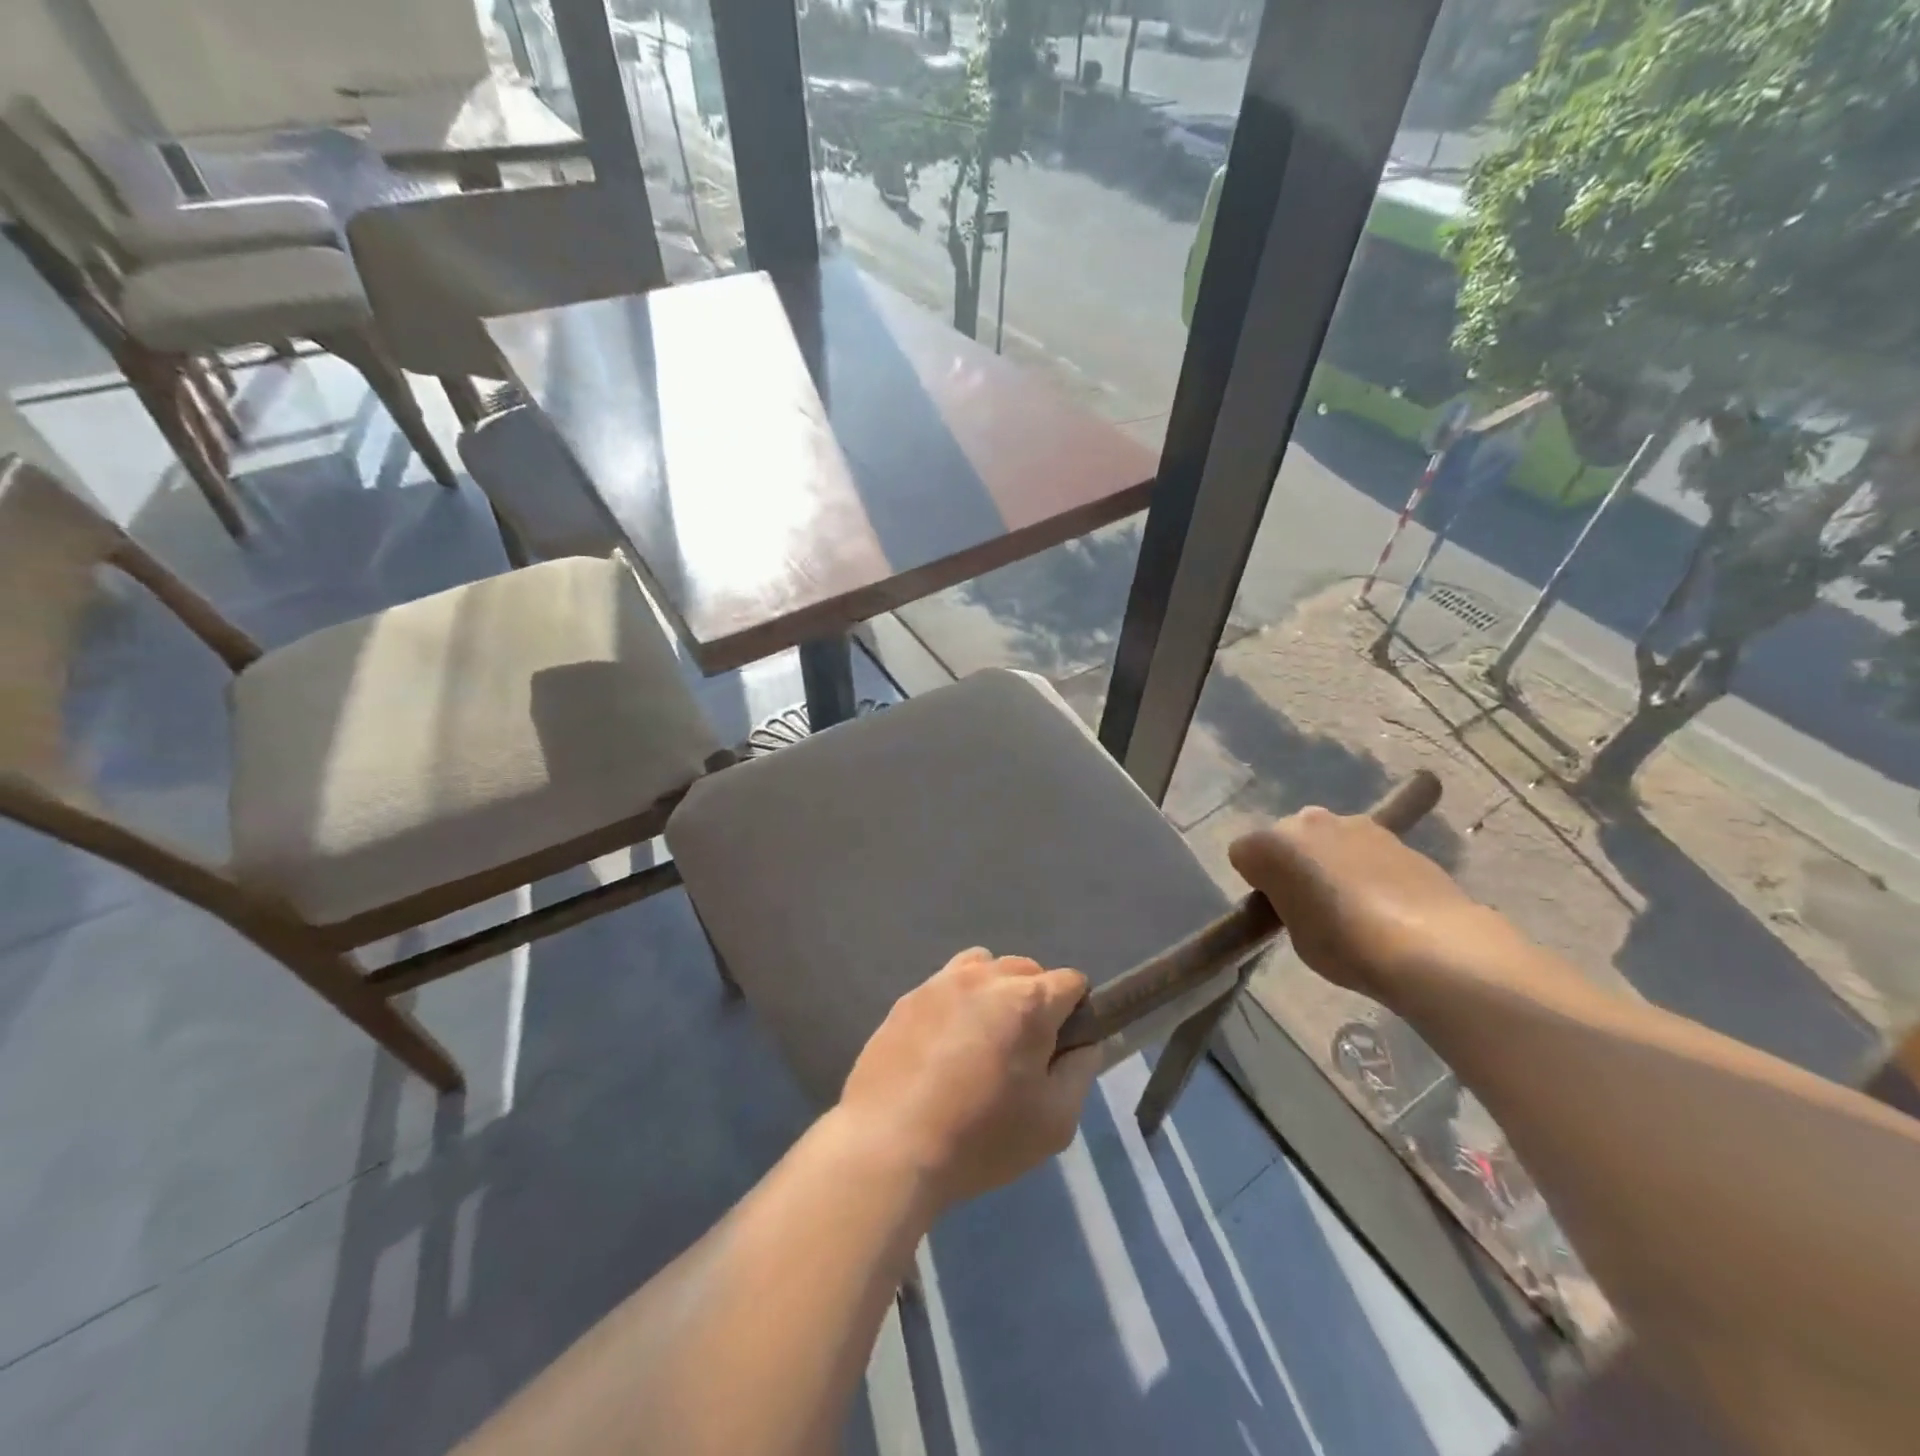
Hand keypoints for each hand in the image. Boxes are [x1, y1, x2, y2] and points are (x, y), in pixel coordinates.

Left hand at [838, 948, 1102, 1208]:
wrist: (889, 1146)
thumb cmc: (981, 1138)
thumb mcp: (1055, 1121)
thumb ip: (1080, 1071)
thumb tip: (1084, 1042)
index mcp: (1028, 1001)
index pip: (1071, 982)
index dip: (1076, 1013)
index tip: (1062, 1050)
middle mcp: (985, 976)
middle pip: (1027, 970)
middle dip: (1034, 1001)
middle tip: (1021, 1052)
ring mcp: (940, 982)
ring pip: (983, 967)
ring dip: (993, 993)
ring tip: (980, 1040)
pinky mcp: (907, 998)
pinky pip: (945, 986)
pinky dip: (955, 1005)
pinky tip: (941, 1049)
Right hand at [1228, 806, 1494, 998]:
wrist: (1429, 944)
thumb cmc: (1344, 944)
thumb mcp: (1295, 933)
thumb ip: (1287, 903)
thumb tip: (1300, 895)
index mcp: (1271, 844)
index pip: (1243, 854)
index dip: (1258, 883)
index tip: (1274, 908)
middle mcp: (1307, 821)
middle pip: (1287, 837)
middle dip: (1293, 862)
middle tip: (1310, 903)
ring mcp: (1354, 823)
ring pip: (1327, 839)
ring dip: (1331, 860)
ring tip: (1353, 903)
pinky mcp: (1395, 835)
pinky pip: (1364, 849)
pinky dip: (1366, 866)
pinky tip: (1384, 900)